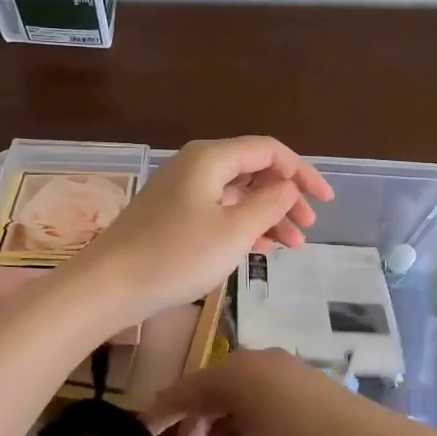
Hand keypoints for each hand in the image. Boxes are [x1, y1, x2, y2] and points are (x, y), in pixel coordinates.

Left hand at [76, 136, 333, 321]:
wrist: (110, 284)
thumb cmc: (177, 255)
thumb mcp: (234, 230)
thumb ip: (269, 203)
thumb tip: (287, 187)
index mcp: (211, 158)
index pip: (268, 150)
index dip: (302, 171)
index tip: (326, 201)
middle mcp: (197, 166)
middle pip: (253, 170)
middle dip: (285, 196)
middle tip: (308, 227)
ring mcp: (182, 191)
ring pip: (237, 194)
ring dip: (267, 215)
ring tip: (292, 245)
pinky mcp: (173, 215)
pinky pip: (219, 210)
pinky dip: (243, 225)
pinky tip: (262, 248)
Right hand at [142, 349, 433, 435]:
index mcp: (236, 374)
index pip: (183, 391)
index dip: (159, 417)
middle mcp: (258, 362)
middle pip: (209, 395)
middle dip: (189, 433)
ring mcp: (286, 371)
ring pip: (237, 400)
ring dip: (218, 434)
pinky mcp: (307, 385)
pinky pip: (261, 402)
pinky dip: (244, 428)